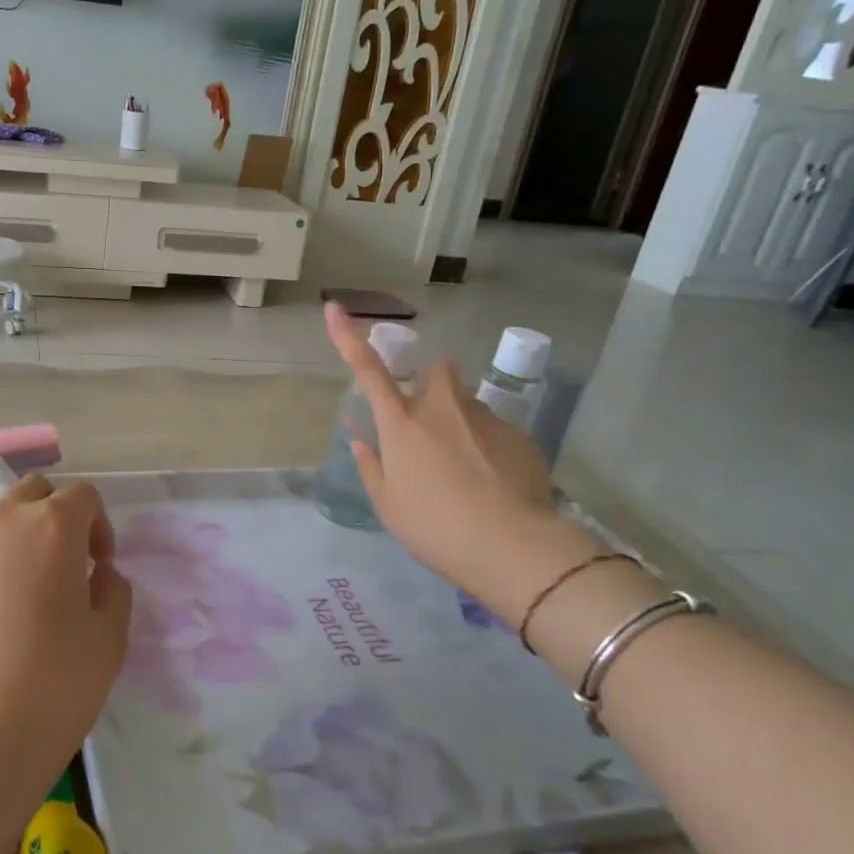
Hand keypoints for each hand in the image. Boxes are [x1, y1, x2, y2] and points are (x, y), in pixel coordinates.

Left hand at [0, 474, 132, 822]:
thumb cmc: (52, 688)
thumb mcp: (109, 641)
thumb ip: (113, 592)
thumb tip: (99, 574)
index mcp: (52, 526)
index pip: (83, 496)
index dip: (99, 525)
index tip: (100, 567)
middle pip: (33, 493)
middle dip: (55, 517)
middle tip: (64, 567)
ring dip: (11, 532)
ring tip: (17, 582)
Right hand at [324, 303, 598, 618]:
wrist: (512, 546)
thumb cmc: (435, 527)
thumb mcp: (389, 505)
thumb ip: (372, 467)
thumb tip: (362, 441)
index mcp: (401, 424)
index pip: (368, 371)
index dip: (348, 338)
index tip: (334, 308)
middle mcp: (442, 408)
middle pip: (436, 372)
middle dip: (431, 387)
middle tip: (431, 427)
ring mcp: (484, 418)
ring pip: (467, 405)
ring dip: (462, 424)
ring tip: (468, 472)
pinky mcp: (520, 435)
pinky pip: (496, 432)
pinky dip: (490, 450)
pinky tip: (495, 486)